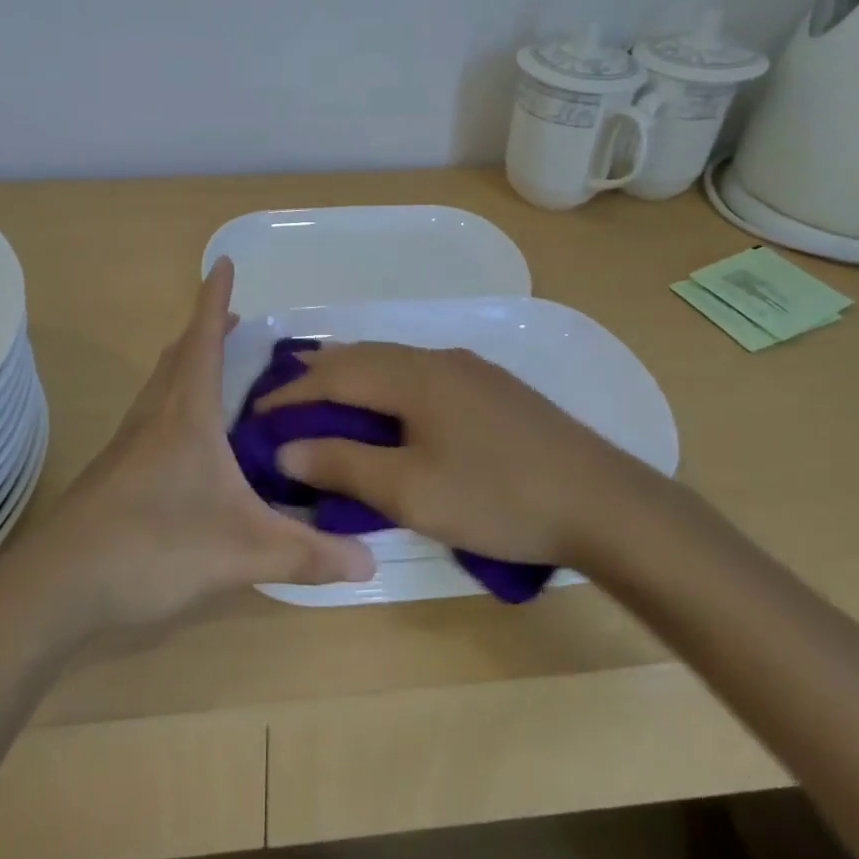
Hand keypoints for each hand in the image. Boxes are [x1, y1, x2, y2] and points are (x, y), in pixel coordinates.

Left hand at [30, 259, 375, 629]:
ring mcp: (128, 445)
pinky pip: (151, 418)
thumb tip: (371, 563)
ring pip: (160, 387)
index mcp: (186, 413)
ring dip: (187, 366)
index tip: (224, 262)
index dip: (215, 300)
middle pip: (178, 356)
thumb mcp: (244, 551)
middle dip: (206, 331)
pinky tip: (189, 442)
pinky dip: (174, 405)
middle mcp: (154, 416)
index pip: (204, 339)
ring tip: (216, 370)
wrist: (59, 585)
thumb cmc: (155, 545)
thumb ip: (307, 555)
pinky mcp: (115, 473)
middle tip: (235, 321)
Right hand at [259, 343, 662, 568]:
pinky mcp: (493, 389)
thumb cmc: (498, 496)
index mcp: (414, 375)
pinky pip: (421, 376)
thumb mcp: (410, 491)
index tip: (255, 415)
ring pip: (394, 363)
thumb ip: (344, 465)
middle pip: (363, 356)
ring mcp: (471, 370)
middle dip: (319, 378)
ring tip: (327, 405)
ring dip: (355, 380)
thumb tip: (286, 451)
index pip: (335, 373)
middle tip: (285, 406)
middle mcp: (439, 358)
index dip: (291, 394)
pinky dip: (388, 388)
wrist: (602, 502)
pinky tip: (391, 413)